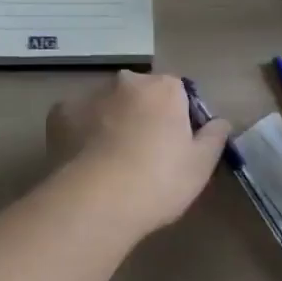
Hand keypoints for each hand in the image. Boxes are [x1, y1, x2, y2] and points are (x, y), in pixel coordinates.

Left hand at [46, 71, 231, 233]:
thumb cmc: (159, 180)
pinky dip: (81, 133)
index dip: (178, 118)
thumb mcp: (200, 165)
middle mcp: (127, 81)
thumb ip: (214, 137)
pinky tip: (84, 161)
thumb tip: (220, 121)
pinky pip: (76, 119)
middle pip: (139, 94)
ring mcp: (90, 93)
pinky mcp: (60, 112)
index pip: (177, 93)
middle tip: (143, 155)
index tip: (175, 147)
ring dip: (110, 122)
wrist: (98, 199)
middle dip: (142, 115)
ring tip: (110, 163)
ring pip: (106, 104)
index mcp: (163, 88)